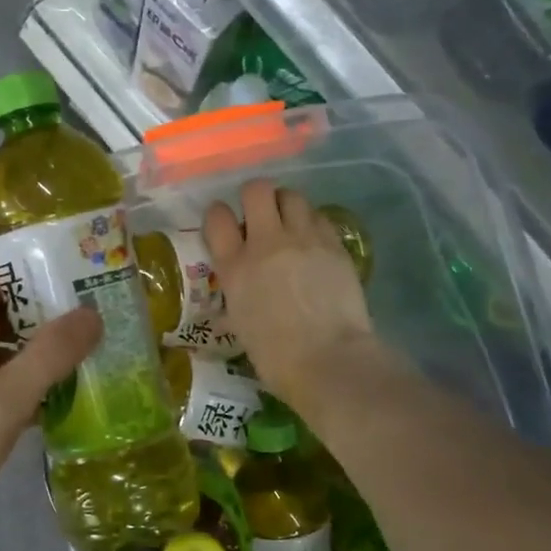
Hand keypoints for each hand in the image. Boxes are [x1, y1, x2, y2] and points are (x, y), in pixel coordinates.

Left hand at [0, 267, 102, 545]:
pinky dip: (8, 388)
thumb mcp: (4, 402)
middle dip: (38, 318)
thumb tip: (90, 313)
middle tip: (87, 328)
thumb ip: (49, 355)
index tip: (75, 283)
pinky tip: (38, 410)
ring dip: (26, 356)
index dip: (31, 276)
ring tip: (74, 366)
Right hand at [205, 179, 376, 414]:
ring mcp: (303, 240)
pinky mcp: (334, 245)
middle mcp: (266, 243)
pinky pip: (319, 217)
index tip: (225, 227)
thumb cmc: (275, 357)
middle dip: (255, 198)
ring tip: (290, 225)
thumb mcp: (240, 326)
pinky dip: (312, 223)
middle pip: (256, 190)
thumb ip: (234, 302)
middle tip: (260, 217)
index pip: (216, 216)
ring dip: (286, 206)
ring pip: (291, 195)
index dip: (219, 216)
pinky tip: (314, 243)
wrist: (328, 360)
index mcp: (234, 266)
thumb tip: (228, 307)